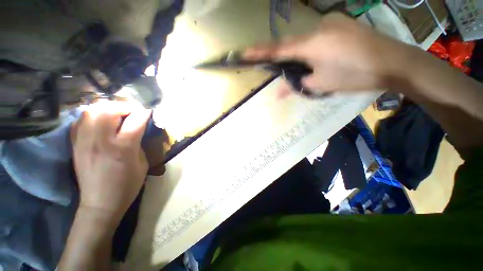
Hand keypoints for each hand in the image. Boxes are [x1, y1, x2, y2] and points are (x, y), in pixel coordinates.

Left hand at [70, 101, 151, 222]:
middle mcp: (101, 140)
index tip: (149, 113)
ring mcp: (84, 141)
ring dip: (107, 108)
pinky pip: (81, 120)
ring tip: (117, 113)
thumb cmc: (128, 185)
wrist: (100, 203)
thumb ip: (140, 142)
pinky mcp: (75, 145)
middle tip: (133, 111)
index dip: (145, 113)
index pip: (136, 120)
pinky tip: (100, 121)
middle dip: (125, 106)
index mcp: (123, 147)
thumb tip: (139, 129)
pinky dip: (92, 116)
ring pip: (92, 110)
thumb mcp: (143, 163)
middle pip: (110, 109)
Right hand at [244, 13, 407, 93]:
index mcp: (311, 43)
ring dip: (303, 55)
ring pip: (307, 40)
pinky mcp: (342, 23)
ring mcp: (332, 22)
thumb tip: (276, 94)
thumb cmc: (355, 74)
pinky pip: (319, 36)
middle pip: (293, 44)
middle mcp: (318, 28)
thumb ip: (295, 86)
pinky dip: (315, 48)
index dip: (261, 52)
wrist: (394, 62)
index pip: (279, 49)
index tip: (246, 53)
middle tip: (287, 72)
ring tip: (314, 68)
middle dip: (287, 58)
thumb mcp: (320, 84)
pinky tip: (325, 58)